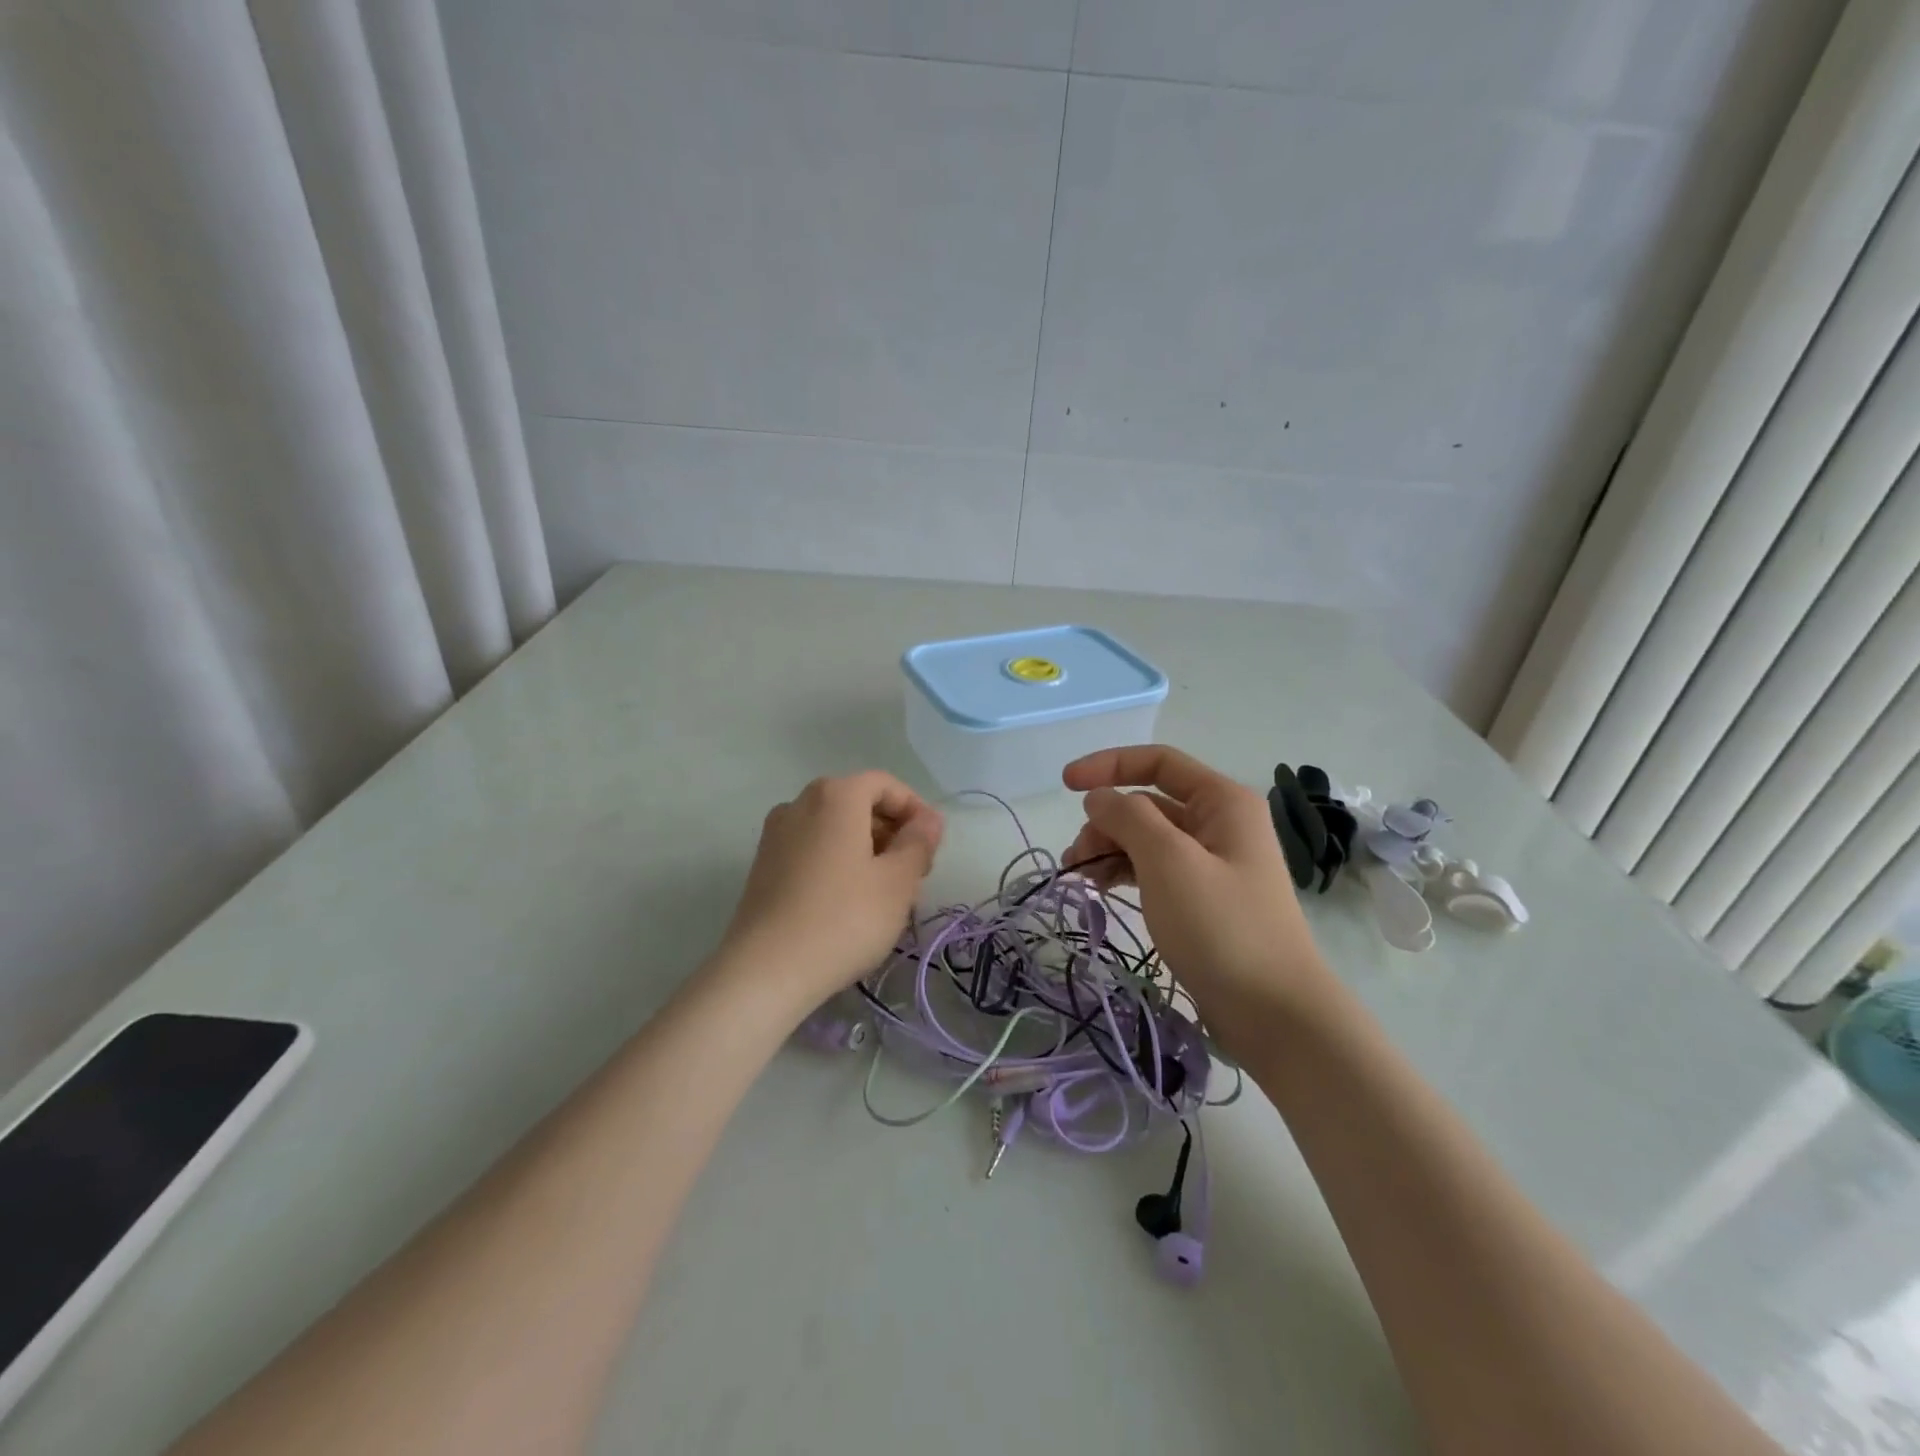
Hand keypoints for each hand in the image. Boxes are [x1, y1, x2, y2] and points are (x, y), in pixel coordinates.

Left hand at [716, 772, 943, 1011]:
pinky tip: (850, 902)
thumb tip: (928, 820)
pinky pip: (812, 849)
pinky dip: (838, 862)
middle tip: (915, 873)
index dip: (916, 810)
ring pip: (835, 828)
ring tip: (886, 892)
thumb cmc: (843, 919)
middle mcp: (801, 803)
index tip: (932, 847)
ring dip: (867, 849)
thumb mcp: (898, 882)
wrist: (765, 971)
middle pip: (858, 803)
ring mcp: (776, 834)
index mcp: (836, 795)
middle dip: (892, 831)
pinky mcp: (763, 865)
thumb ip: (919, 843)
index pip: (886, 785)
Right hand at [1062, 746, 1331, 1043]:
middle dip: (1106, 821)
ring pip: (1148, 838)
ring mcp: (1214, 863)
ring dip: (1111, 849)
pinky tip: (1103, 889)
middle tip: (1075, 858)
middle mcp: (1220, 823)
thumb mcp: (1169, 862)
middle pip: (1149, 803)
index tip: (1065, 785)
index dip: (1108, 766)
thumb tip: (1098, 798)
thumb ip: (1128, 818)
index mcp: (1222, 802)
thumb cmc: (1222, 927)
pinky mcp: (1205, 898)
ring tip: (1081, 878)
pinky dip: (1126, 872)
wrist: (1275, 1013)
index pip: (1158, 762)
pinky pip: (1156, 869)